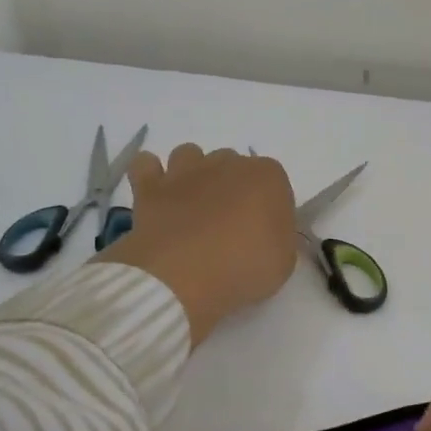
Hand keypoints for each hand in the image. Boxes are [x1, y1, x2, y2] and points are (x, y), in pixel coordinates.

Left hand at [98, 145, 298, 342]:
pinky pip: (146, 165)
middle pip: (232, 165)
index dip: (268, 206)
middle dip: (231, 187)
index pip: (274, 182)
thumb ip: (279, 238)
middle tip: (228, 224)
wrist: (183, 275)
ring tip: (192, 207)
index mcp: (267, 177)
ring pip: (190, 155)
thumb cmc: (243, 267)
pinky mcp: (151, 186)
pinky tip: (157, 196)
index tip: (263, 232)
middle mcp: (228, 163)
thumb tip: (266, 233)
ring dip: (192, 174)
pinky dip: (150, 175)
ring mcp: (186, 170)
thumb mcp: (283, 262)